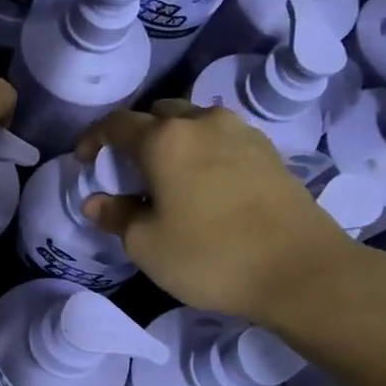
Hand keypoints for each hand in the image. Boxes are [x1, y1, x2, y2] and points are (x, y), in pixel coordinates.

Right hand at [75, 102, 367, 326]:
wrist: (301, 271)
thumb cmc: (210, 256)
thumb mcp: (146, 244)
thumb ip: (116, 216)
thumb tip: (97, 202)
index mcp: (165, 140)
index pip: (116, 124)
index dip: (93, 139)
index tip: (84, 161)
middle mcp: (202, 123)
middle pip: (158, 114)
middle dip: (136, 136)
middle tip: (127, 170)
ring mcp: (241, 133)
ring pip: (194, 123)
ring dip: (172, 141)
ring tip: (167, 176)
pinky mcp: (269, 152)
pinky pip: (221, 139)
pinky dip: (202, 152)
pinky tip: (203, 184)